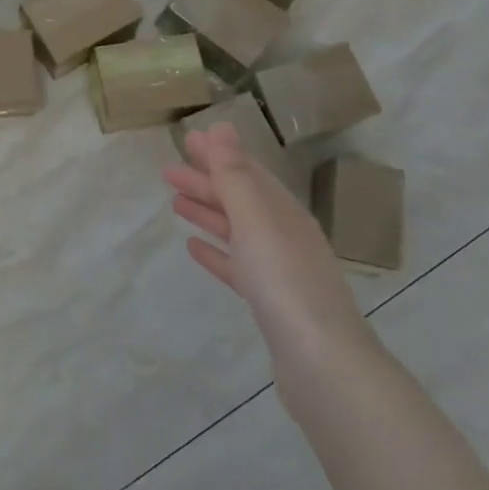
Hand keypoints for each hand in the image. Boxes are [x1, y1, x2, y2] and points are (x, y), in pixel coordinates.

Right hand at [162, 123, 372, 360]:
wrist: (321, 362)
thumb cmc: (284, 281)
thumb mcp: (255, 219)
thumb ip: (235, 174)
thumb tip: (222, 127)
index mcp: (284, 211)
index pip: (247, 171)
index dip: (218, 153)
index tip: (187, 139)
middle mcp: (284, 234)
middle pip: (240, 199)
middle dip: (206, 181)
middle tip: (167, 171)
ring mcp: (279, 270)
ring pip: (237, 231)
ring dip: (208, 213)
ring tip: (175, 203)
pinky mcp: (271, 303)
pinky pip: (237, 265)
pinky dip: (215, 252)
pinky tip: (193, 248)